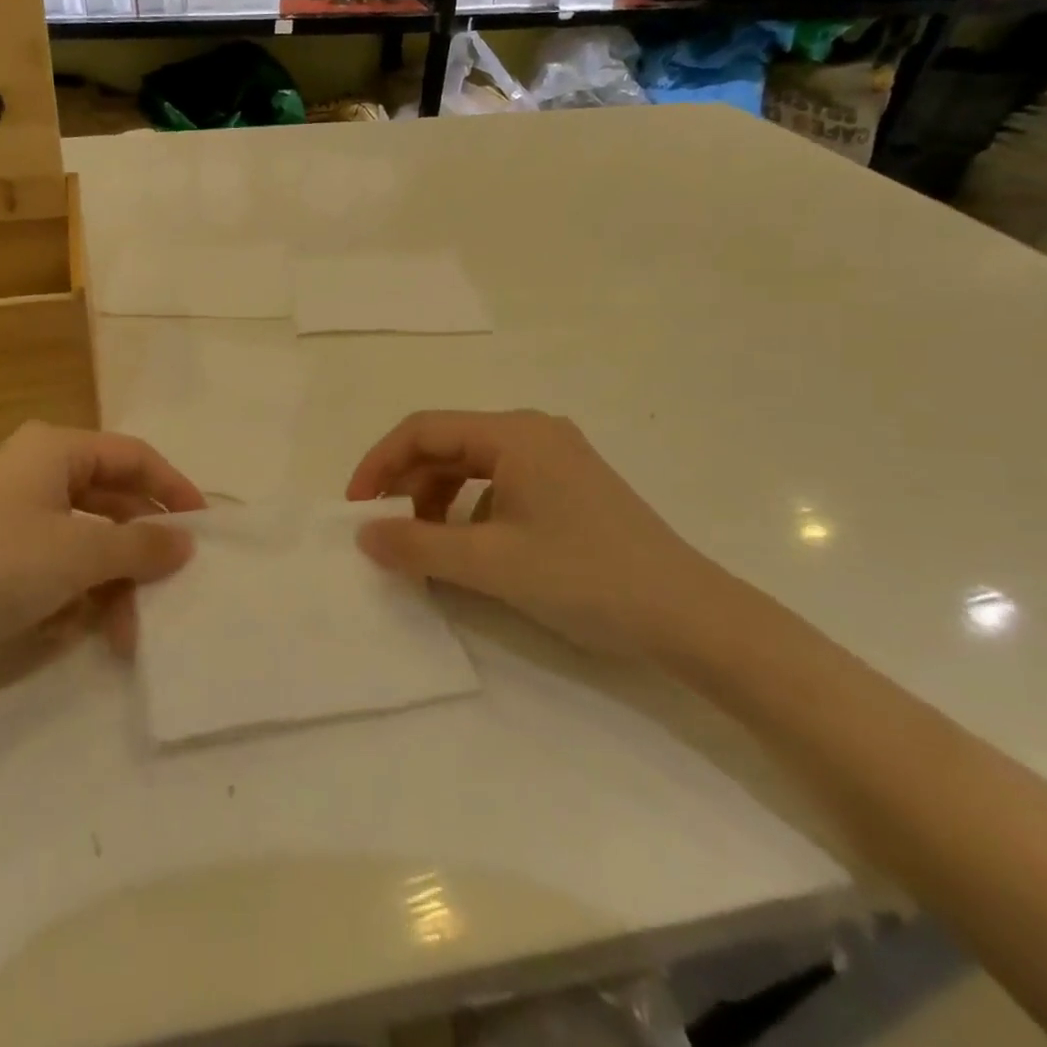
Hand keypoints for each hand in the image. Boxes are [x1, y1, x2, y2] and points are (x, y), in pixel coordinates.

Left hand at [0, 423, 206, 676]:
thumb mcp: (79, 554)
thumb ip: (140, 545)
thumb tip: (186, 541)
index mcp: (54, 448)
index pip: (133, 456)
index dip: (173, 489)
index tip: (204, 528)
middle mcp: (35, 469)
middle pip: (111, 500)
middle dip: (137, 551)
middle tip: (167, 589)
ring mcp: (12, 510)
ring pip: (84, 539)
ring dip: (108, 583)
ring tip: (124, 633)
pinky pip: (53, 561)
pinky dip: (72, 592)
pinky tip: (70, 629)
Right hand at [348, 410, 733, 658]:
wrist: (691, 617)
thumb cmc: (586, 578)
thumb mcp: (491, 564)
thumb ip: (418, 547)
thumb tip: (364, 536)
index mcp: (513, 433)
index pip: (423, 430)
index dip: (379, 463)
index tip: (355, 507)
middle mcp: (532, 432)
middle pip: (446, 445)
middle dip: (407, 485)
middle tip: (385, 531)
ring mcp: (554, 457)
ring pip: (470, 466)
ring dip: (436, 500)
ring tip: (423, 545)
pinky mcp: (568, 485)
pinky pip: (498, 484)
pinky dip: (468, 510)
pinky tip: (469, 548)